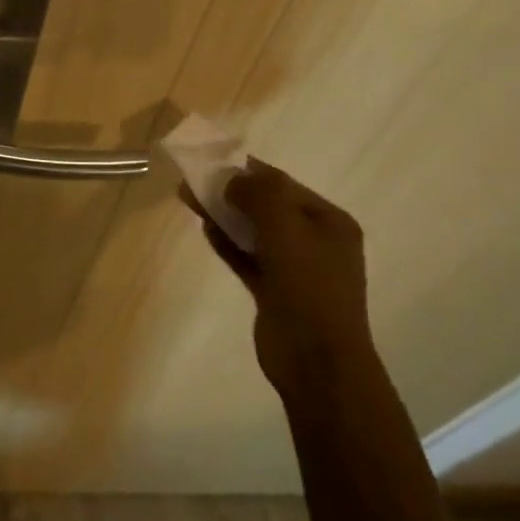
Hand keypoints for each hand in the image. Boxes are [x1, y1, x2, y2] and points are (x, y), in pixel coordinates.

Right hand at [182, 158, 374, 403]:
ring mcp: (295, 269)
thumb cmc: (308, 284)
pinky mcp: (275, 292)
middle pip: (267, 206)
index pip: (284, 184)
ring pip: (254, 232)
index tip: (214, 159)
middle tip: (194, 180)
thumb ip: (258, 194)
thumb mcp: (285, 225)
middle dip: (232, 191)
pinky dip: (228, 243)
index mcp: (330, 222)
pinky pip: (248, 258)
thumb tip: (232, 179)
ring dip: (225, 215)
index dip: (249, 170)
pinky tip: (205, 229)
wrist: (317, 361)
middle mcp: (316, 242)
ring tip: (189, 199)